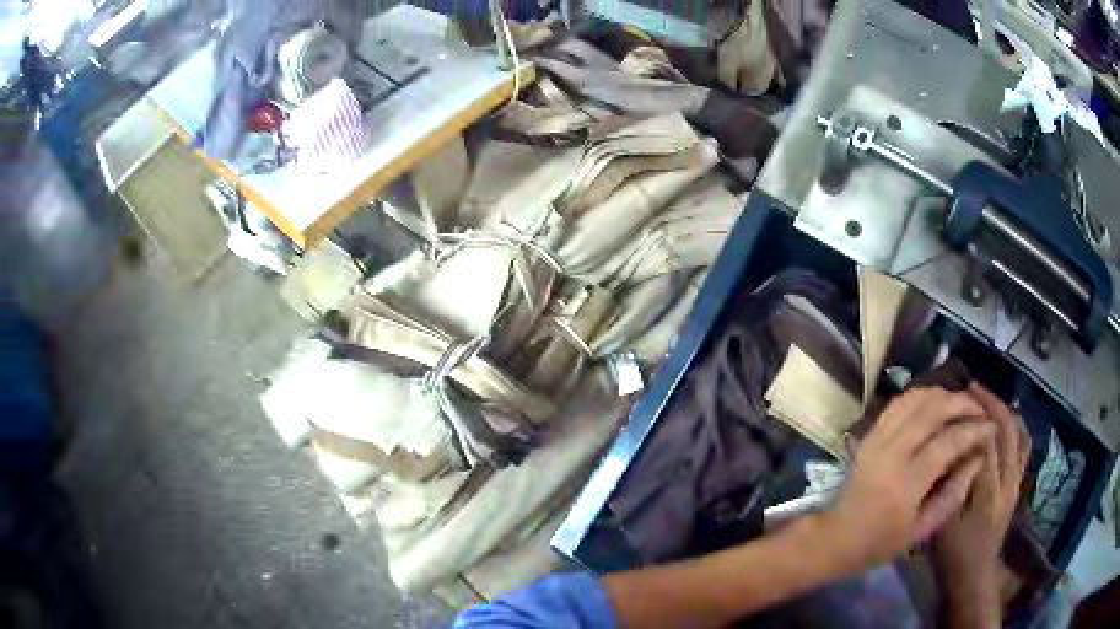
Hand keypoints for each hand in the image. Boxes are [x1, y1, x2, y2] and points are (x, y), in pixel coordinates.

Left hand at [817, 387, 994, 572]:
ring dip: (943, 395)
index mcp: (905, 484)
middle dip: (962, 404)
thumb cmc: (881, 542)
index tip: (991, 426)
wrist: (836, 537)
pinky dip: (922, 396)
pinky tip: (937, 404)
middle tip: (980, 410)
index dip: (974, 430)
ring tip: (962, 405)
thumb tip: (979, 458)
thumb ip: (953, 493)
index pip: (947, 442)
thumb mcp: (923, 529)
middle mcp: (891, 453)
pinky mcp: (869, 434)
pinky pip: (899, 403)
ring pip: (915, 399)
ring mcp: (877, 439)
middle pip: (932, 411)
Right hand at [933, 383, 1028, 628]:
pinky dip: (1016, 428)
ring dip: (1005, 411)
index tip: (959, 398)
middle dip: (992, 404)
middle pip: (1007, 430)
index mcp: (987, 492)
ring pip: (1019, 434)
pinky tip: (1005, 422)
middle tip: (972, 388)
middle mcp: (1008, 481)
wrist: (973, 575)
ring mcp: (1017, 482)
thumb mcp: (943, 522)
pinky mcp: (1018, 485)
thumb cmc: (952, 553)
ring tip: (988, 400)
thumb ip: (949, 484)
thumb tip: (949, 447)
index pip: (986, 441)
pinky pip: (1023, 447)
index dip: (974, 415)